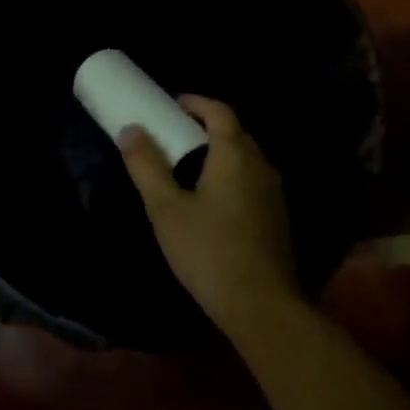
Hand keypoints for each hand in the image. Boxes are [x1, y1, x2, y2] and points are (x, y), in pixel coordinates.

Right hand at [119, 96, 299, 332]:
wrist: (262, 306)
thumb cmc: (209, 251)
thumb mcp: (166, 209)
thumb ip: (147, 167)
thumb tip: (132, 130)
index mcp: (235, 155)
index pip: (220, 112)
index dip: (197, 103)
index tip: (173, 104)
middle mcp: (260, 166)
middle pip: (235, 132)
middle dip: (207, 126)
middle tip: (176, 133)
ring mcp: (274, 193)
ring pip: (246, 158)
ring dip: (220, 151)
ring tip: (189, 164)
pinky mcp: (277, 218)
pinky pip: (252, 180)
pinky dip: (231, 175)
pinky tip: (212, 200)